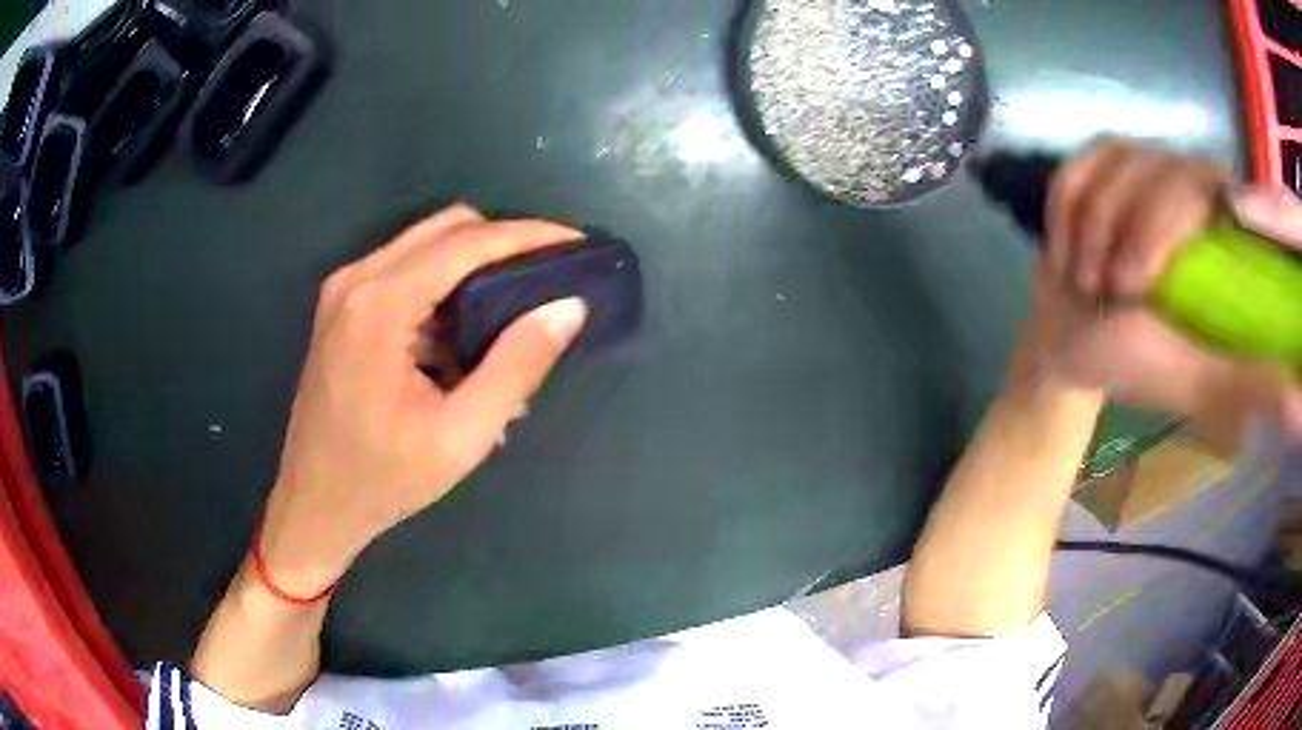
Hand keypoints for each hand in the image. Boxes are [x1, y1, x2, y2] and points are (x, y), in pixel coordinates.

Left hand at [258, 204, 587, 594]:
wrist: (316, 504)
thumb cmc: (384, 479)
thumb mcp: (461, 435)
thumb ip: (517, 366)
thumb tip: (567, 307)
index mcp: (380, 305)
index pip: (467, 242)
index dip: (528, 236)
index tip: (575, 244)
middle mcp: (357, 280)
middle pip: (446, 228)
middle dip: (504, 242)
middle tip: (549, 276)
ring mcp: (345, 290)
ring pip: (426, 244)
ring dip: (474, 265)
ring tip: (512, 312)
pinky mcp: (343, 307)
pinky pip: (405, 271)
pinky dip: (444, 287)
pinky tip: (464, 338)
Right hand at [1024, 138, 1300, 442]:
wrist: (1076, 343)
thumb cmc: (1143, 366)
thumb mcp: (1206, 382)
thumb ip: (1254, 384)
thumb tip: (1298, 403)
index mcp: (1225, 231)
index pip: (1212, 186)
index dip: (1173, 220)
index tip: (1139, 284)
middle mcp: (1189, 184)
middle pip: (1161, 168)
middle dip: (1129, 232)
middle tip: (1113, 292)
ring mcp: (1141, 164)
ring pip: (1116, 161)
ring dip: (1093, 230)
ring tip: (1090, 283)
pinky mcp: (1098, 162)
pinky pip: (1076, 165)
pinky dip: (1065, 214)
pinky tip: (1071, 252)